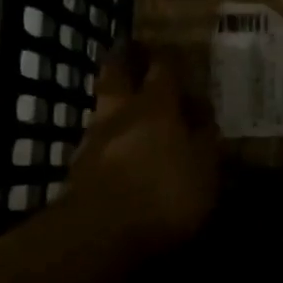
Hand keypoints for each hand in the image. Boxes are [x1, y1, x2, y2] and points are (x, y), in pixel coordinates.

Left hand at [68, 48, 218, 252]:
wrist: (98, 234)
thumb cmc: (164, 194)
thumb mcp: (204, 169)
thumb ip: (205, 140)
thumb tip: (204, 116)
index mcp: (157, 107)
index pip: (164, 69)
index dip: (169, 57)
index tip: (173, 48)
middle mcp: (121, 114)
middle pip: (117, 75)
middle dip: (124, 60)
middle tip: (130, 49)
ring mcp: (93, 140)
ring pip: (102, 107)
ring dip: (112, 100)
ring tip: (123, 103)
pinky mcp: (77, 170)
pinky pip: (95, 142)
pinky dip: (105, 138)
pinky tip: (113, 148)